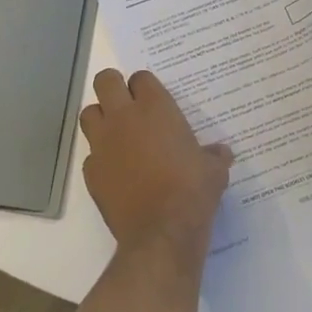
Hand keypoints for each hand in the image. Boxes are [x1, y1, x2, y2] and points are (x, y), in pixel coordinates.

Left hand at [80, 68, 232, 252]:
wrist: (161, 233)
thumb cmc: (192, 191)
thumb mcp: (214, 170)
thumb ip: (215, 155)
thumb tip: (222, 152)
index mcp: (155, 108)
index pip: (141, 78)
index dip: (145, 86)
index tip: (152, 98)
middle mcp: (124, 117)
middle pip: (105, 81)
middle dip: (113, 86)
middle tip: (125, 101)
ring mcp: (103, 143)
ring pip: (89, 114)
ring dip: (100, 118)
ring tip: (116, 133)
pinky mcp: (92, 172)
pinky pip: (91, 155)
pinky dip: (101, 158)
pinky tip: (116, 171)